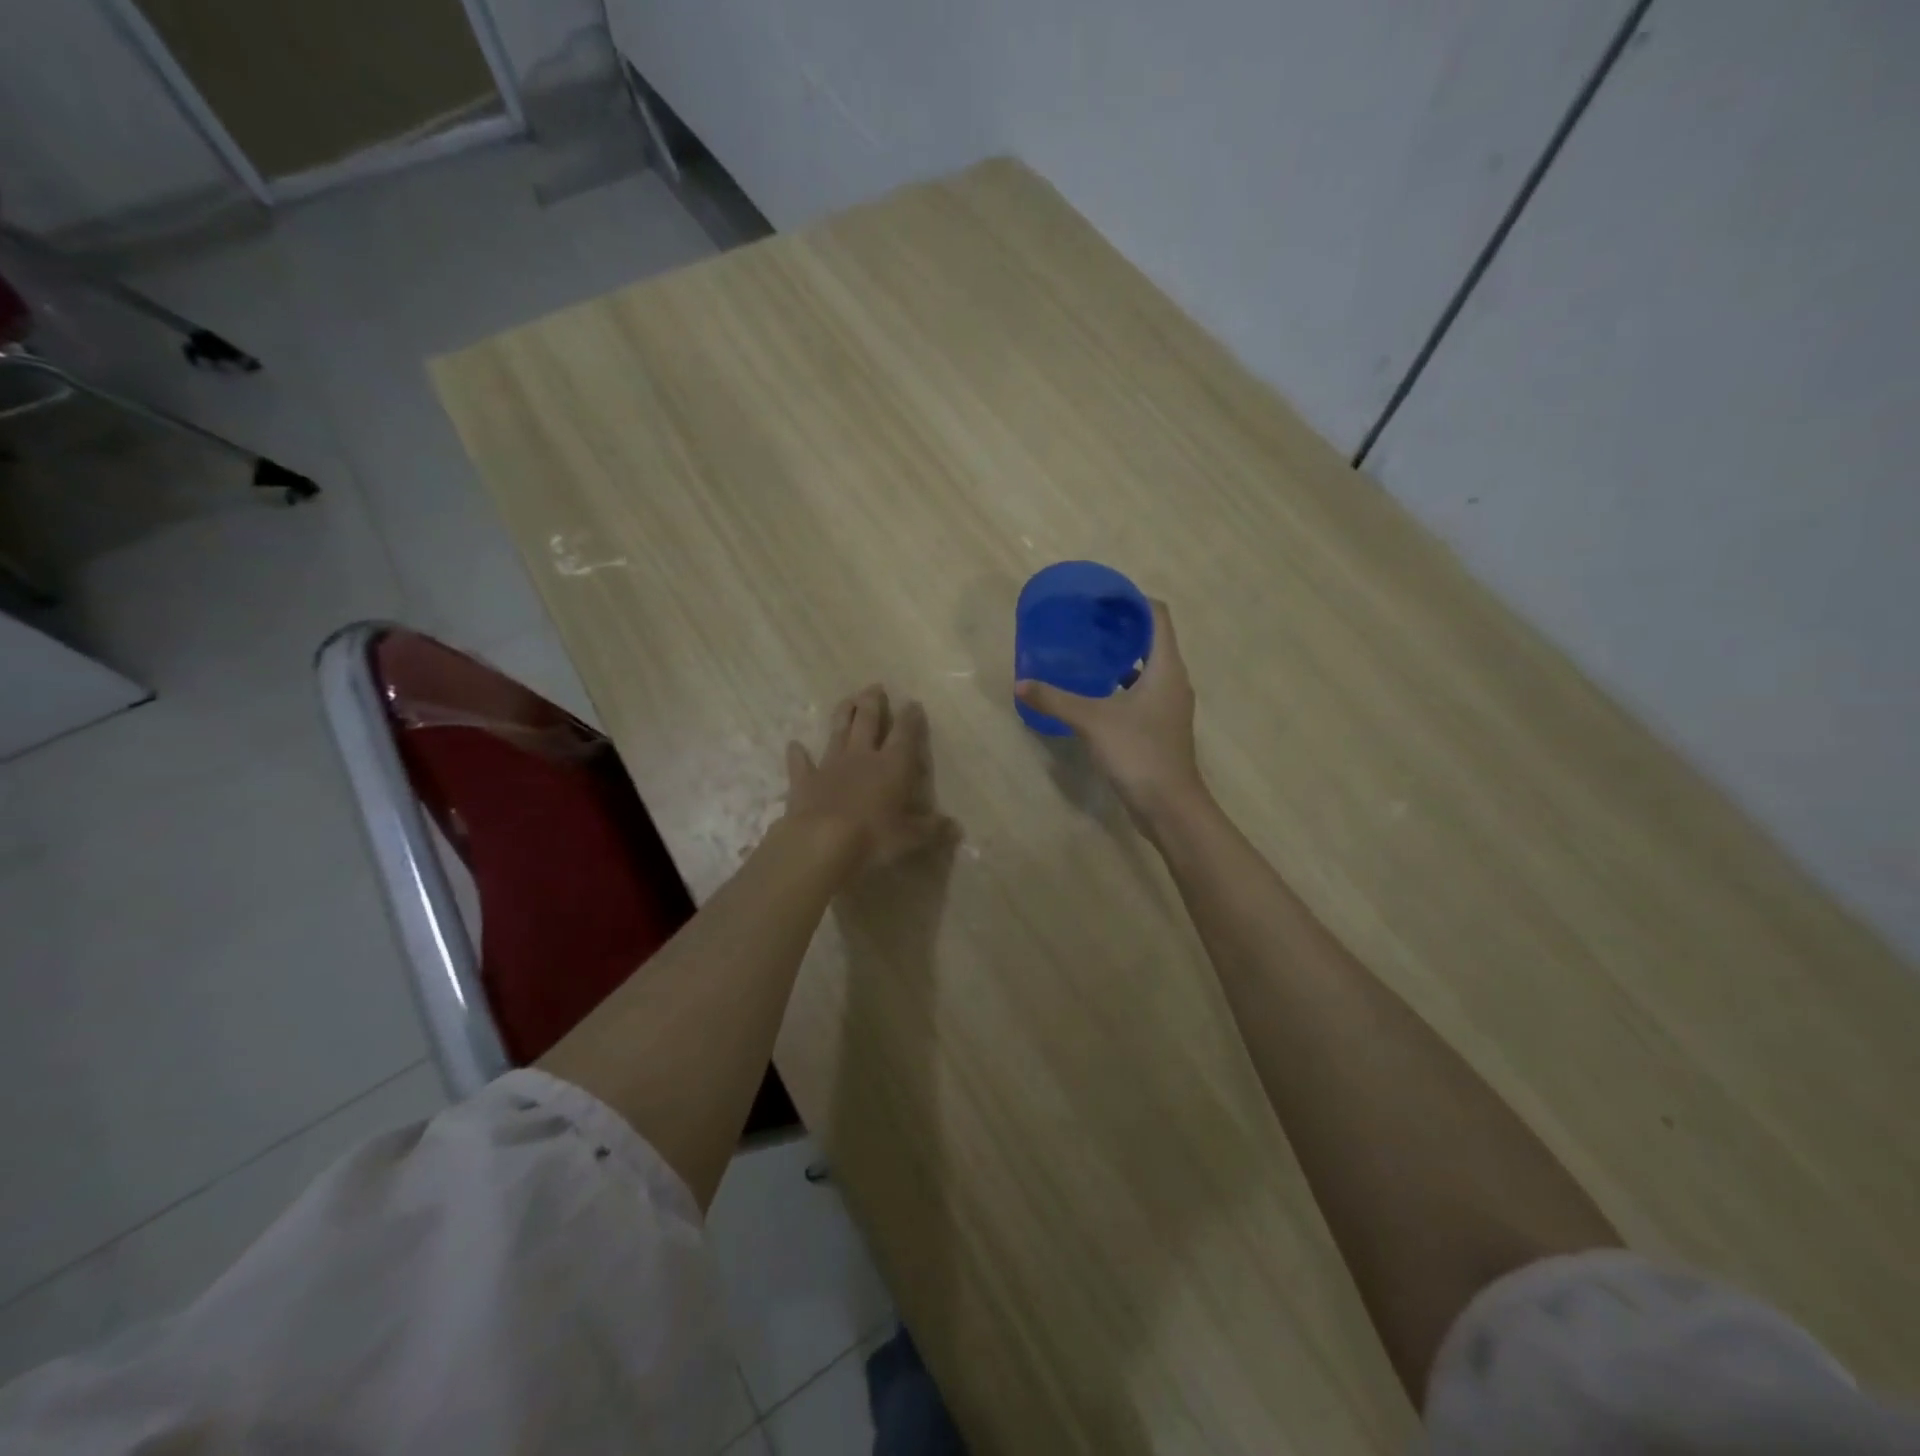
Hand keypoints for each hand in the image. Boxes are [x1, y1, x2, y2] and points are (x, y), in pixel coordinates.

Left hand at [785, 684, 953, 874]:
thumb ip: (933, 830)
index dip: (910, 718)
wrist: (821, 842)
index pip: (904, 734)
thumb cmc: (873, 837)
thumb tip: (956, 829)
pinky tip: (794, 745)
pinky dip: (797, 754)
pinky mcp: (804, 781)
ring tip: (847, 699)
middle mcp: (862, 757)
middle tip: (874, 687)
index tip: (913, 703)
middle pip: (867, 721)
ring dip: (843, 715)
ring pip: (837, 732)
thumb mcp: (911, 838)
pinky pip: (800, 763)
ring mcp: (830, 766)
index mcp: (892, 766)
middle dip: (872, 703)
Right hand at [1015, 600, 1205, 823]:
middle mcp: (1172, 681)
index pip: (1157, 616)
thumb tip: (1021, 683)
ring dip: (1119, 657)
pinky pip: (1140, 692)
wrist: (1169, 806)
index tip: (1100, 597)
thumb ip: (1056, 700)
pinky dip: (1119, 684)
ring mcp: (1168, 706)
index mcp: (1166, 668)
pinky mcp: (1159, 727)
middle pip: (1151, 640)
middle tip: (1084, 622)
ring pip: (1145, 668)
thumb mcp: (1093, 721)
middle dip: (1120, 627)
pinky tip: (1092, 692)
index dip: (1131, 600)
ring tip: (1084, 651)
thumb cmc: (1139, 753)